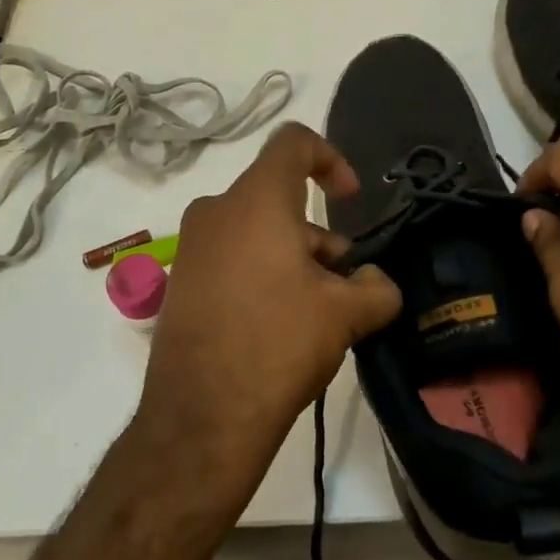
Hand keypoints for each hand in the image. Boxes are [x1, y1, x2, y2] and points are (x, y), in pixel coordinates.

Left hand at [131, 123, 400, 509]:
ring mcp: (191, 248)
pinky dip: (261, 273)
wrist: (201, 417)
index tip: (350, 200)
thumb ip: (377, 287)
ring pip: (255, 230)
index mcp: (255, 200)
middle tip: (342, 280)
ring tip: (317, 311)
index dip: (331, 158)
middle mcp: (216, 211)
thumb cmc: (278, 343)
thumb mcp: (345, 314)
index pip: (293, 143)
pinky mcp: (180, 283)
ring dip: (293, 257)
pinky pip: (230, 258)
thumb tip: (379, 283)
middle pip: (278, 197)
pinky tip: (279, 324)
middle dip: (318, 232)